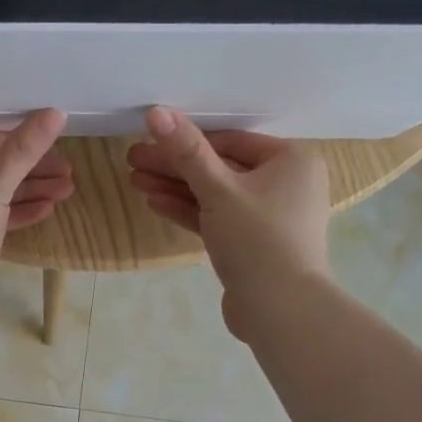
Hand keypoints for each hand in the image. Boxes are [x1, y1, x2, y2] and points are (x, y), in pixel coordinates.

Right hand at [125, 106, 330, 337]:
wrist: (280, 309)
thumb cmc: (257, 239)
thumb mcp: (218, 190)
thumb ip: (187, 151)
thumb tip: (157, 111)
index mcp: (290, 161)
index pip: (229, 141)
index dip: (186, 140)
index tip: (148, 139)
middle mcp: (284, 184)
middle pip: (219, 168)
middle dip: (174, 166)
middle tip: (132, 160)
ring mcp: (267, 217)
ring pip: (214, 195)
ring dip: (175, 188)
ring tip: (134, 180)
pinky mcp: (251, 244)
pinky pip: (217, 219)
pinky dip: (189, 211)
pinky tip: (154, 203)